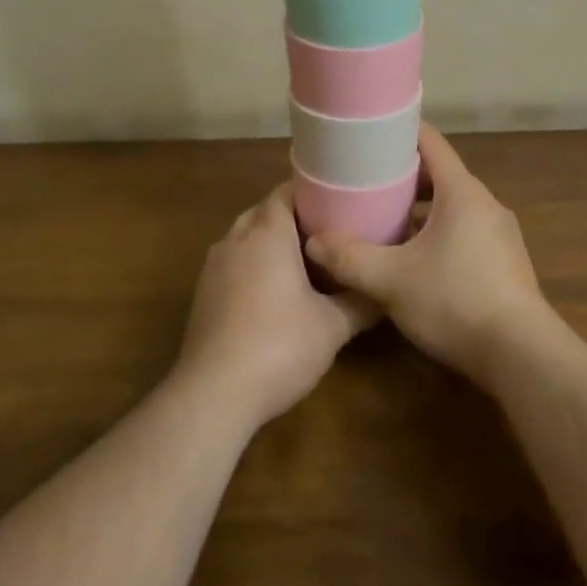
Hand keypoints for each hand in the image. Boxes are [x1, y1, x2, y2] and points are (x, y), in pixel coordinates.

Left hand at [173, 183, 376, 428]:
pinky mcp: (202, 294)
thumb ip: (360, 302)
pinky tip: (272, 294)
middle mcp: (236, 239)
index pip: (285, 192)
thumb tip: (384, 291)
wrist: (214, 393)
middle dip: (292, 218)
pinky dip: (251, 266)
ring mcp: (213, 267)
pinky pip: (232, 264)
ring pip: (244, 238)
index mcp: (266, 233)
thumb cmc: (279, 346)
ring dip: (269, 243)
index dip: (311, 193)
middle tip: (326, 233)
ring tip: (303, 262)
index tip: (337, 202)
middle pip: (264, 212)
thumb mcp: (332, 326)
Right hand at [304, 125, 550, 384]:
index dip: (400, 131)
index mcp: (462, 192)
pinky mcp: (504, 263)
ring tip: (384, 221)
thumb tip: (313, 241)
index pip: (431, 142)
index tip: (370, 132)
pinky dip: (438, 233)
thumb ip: (350, 258)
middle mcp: (485, 204)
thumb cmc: (455, 302)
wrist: (523, 357)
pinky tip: (414, 260)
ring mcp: (499, 235)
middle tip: (366, 182)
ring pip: (452, 207)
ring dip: (420, 209)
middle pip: (440, 175)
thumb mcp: (391, 280)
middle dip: (403, 176)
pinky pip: (464, 232)